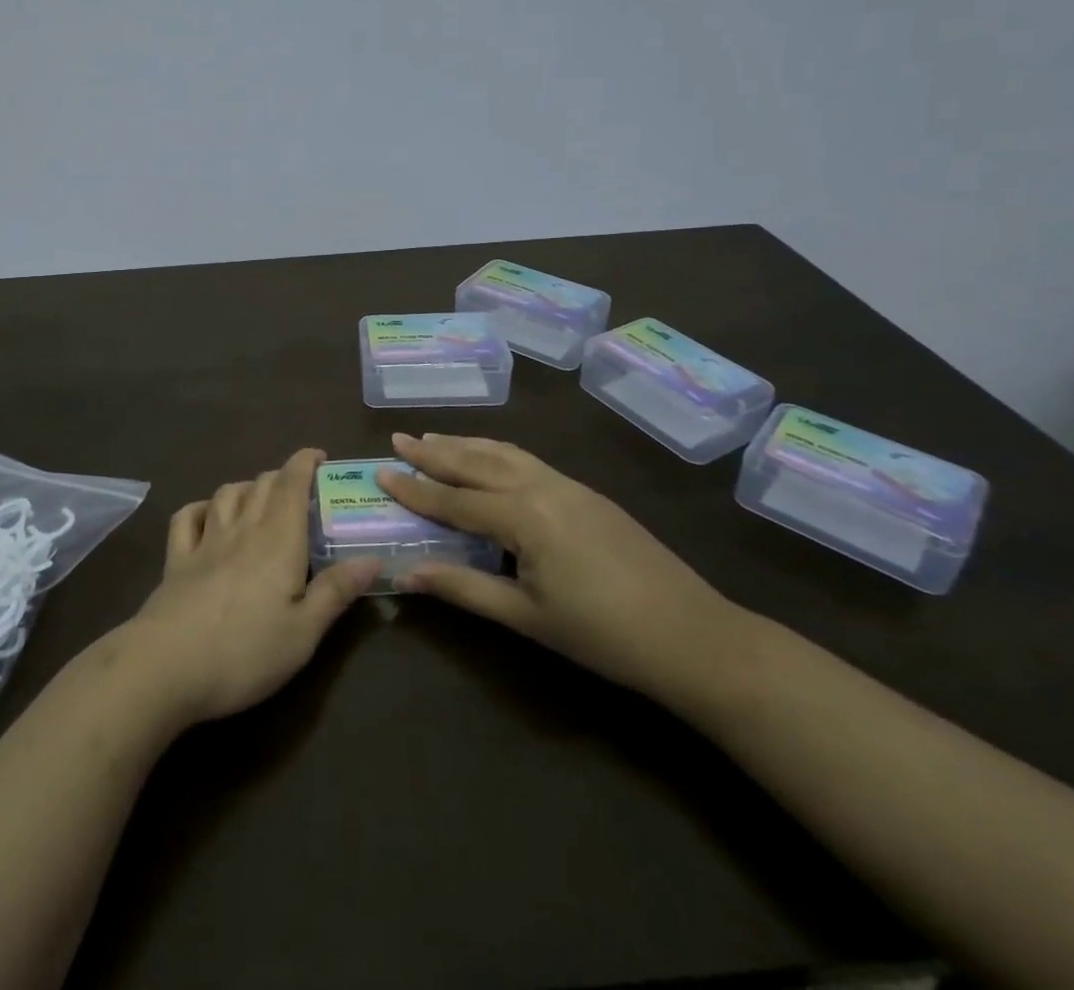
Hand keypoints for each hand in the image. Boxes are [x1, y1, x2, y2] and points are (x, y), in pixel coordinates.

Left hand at [119, 448, 378, 726]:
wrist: (167, 666)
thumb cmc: (245, 652)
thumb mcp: (304, 633)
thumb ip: (336, 592)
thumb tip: (372, 558)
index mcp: (278, 541)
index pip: (292, 484)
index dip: (305, 462)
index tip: (320, 456)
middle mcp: (242, 530)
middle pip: (261, 485)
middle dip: (281, 476)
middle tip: (299, 491)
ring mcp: (205, 542)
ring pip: (226, 494)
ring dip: (246, 487)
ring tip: (258, 499)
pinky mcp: (176, 560)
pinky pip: (187, 517)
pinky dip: (201, 508)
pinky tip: (208, 516)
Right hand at [379, 432, 743, 704]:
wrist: (692, 635)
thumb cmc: (603, 634)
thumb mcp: (527, 617)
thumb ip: (465, 588)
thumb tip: (409, 572)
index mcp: (523, 515)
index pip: (455, 499)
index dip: (415, 489)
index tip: (381, 471)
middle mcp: (541, 486)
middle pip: (477, 462)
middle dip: (435, 451)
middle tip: (399, 438)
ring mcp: (568, 485)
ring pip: (505, 452)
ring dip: (466, 444)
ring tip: (435, 438)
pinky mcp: (587, 492)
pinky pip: (528, 460)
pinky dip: (497, 452)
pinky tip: (490, 458)